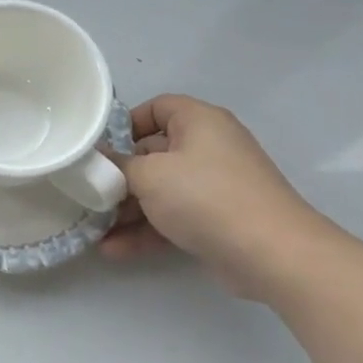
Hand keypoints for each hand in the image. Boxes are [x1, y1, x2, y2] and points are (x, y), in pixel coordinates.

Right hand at [101, 94, 325, 293]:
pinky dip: (147, 231)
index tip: (100, 148)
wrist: (272, 254)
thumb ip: (117, 165)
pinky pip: (173, 217)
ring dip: (127, 210)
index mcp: (199, 122)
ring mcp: (216, 186)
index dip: (126, 124)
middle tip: (89, 193)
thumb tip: (98, 160)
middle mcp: (209, 148)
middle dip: (119, 177)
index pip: (157, 108)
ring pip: (161, 190)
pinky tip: (114, 250)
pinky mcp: (218, 220)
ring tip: (95, 228)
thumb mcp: (149, 175)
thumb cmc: (205, 197)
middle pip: (154, 153)